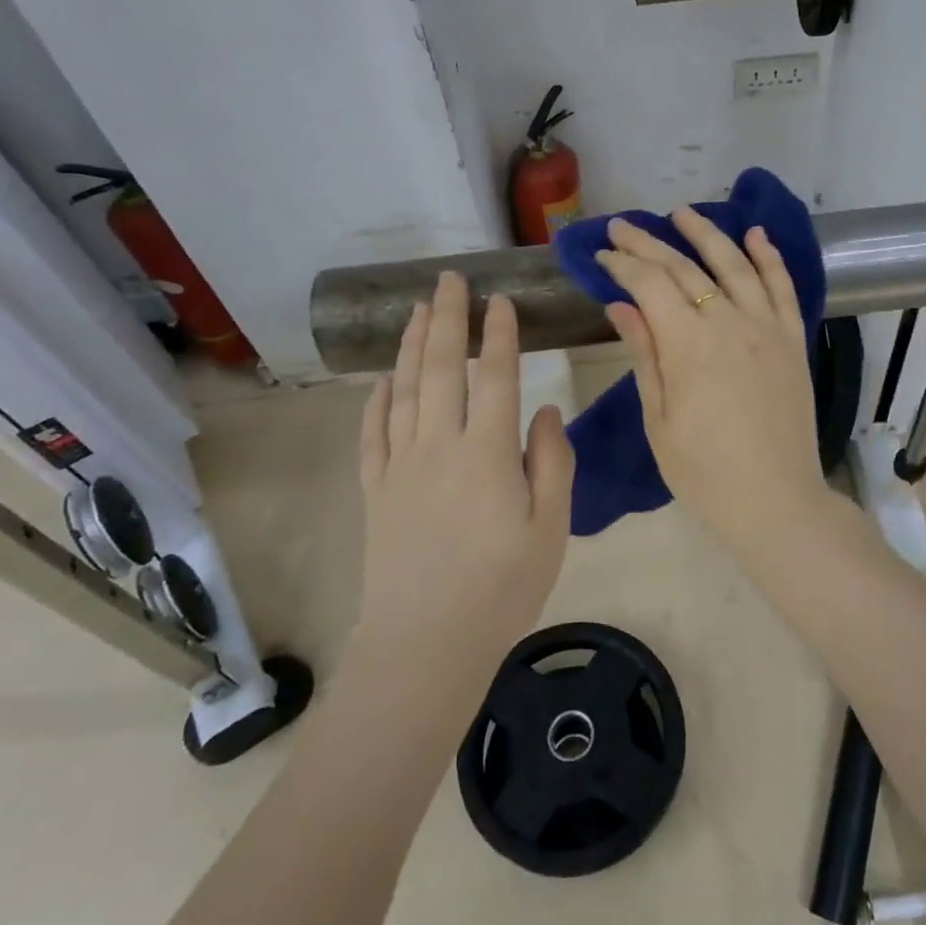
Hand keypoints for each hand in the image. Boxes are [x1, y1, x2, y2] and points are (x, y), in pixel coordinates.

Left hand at [356, 271, 573, 653]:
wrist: (425, 645)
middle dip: (447, 319)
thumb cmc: (501, 588)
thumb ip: (553, 462)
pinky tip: (382, 381)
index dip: (500, 335)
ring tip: (417, 310)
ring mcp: (400, 466)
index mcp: (487, 453)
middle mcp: (439, 446)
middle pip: (442, 368)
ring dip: (412, 346)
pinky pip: (372, 433)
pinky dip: (376, 400)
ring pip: (404, 390)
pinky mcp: (376, 491)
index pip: (496, 376)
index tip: (501, 300)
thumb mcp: (551, 528)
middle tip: (449, 280)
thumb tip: (546, 410)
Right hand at [596, 211, 832, 550]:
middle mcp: (730, 322)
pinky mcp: (794, 340)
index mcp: (689, 344)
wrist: (776, 500)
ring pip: (735, 264)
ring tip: (682, 213)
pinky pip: (783, 287)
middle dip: (650, 244)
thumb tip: (621, 305)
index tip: (602, 253)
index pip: (650, 285)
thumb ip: (644, 355)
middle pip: (686, 268)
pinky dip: (769, 257)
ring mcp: (767, 328)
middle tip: (624, 227)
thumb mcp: (658, 419)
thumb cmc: (704, 471)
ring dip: (707, 235)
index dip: (623, 265)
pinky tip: (756, 235)